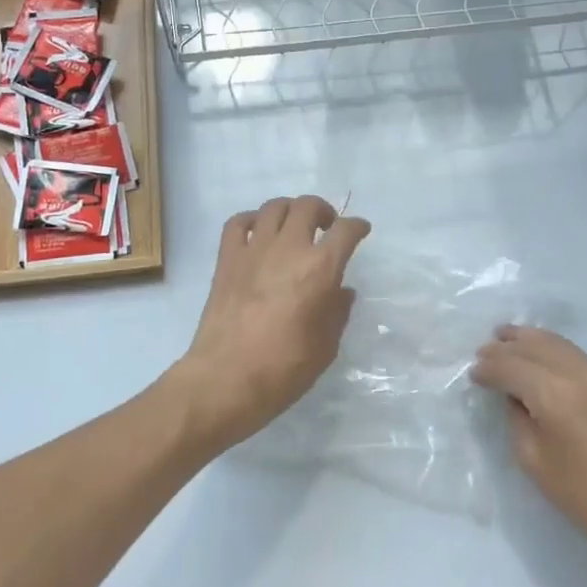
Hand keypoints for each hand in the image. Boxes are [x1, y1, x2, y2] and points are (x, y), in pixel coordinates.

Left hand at [166, 196, 370, 449]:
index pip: (346, 231)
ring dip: (290, 210)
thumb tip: (341, 291)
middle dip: (323, 210)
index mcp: (320, 269)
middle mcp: (289, 249)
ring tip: (294, 227)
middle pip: (308, 206)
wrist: (225, 380)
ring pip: (275, 207)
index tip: (360, 230)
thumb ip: (337, 313)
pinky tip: (257, 233)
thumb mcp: (325, 347)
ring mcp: (254, 250)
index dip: (357, 227)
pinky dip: (251, 220)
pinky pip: (238, 222)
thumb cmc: (283, 370)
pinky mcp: (227, 258)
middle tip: (326, 227)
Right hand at [472, 326, 586, 566]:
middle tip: (484, 351)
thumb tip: (514, 397)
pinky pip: (576, 354)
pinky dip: (552, 350)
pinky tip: (542, 358)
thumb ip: (519, 420)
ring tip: (508, 340)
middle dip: (506, 346)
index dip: (489, 368)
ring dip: (529, 340)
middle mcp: (579, 373)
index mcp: (555, 394)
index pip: (512, 366)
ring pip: (558, 343)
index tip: (473, 374)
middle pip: (535, 345)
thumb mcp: (537, 463)